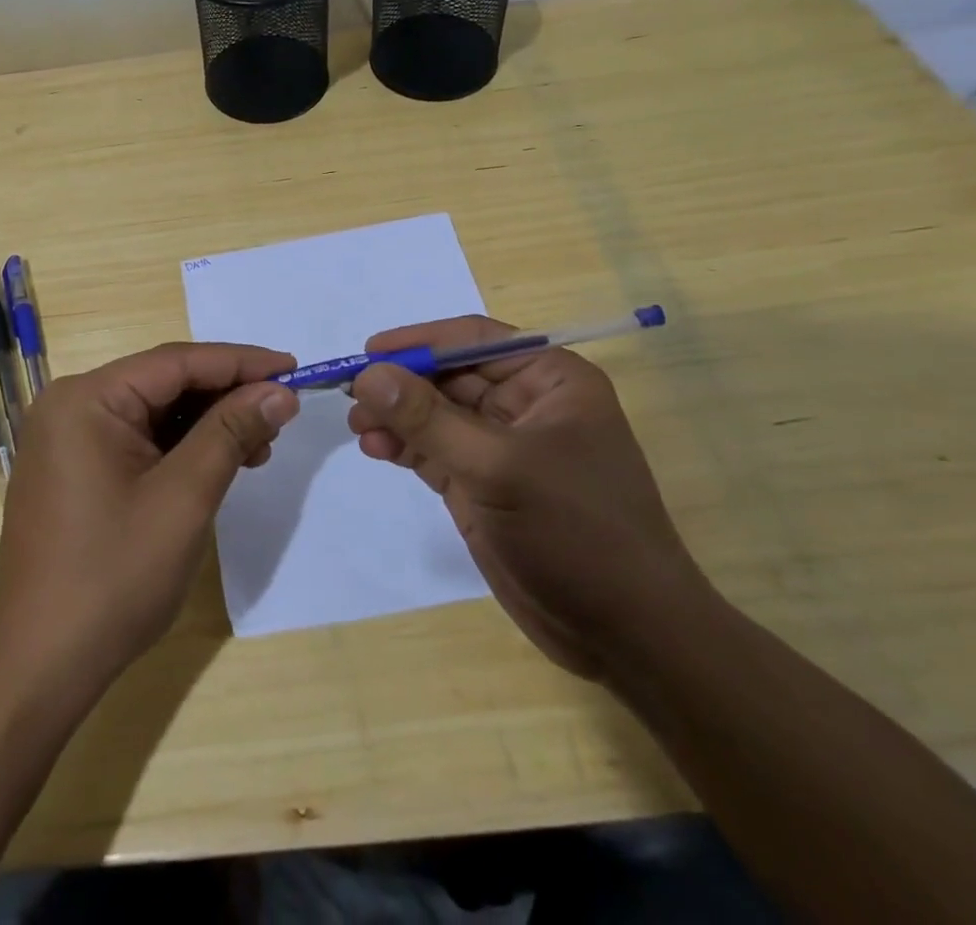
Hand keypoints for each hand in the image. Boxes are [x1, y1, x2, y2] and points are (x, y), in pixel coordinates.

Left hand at [0, 342, 298, 690]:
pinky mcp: (75, 469)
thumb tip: (280, 391)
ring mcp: (69, 439)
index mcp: (86, 398)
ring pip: (155, 412)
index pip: (176, 361)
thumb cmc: (114, 576)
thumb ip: (232, 432)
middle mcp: (72, 405)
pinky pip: (138, 440)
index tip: (293, 368)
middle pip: (164, 383)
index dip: (241, 362)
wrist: (40, 666)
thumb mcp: (184, 498)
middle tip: (281, 414)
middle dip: (226, 397)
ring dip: (208, 424)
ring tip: (258, 448)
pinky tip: (218, 463)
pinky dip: (181, 448)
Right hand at [347, 317, 703, 678]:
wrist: (625, 635)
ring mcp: (503, 447)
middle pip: (449, 376)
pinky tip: (375, 448)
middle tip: (350, 395)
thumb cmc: (575, 532)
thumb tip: (367, 374)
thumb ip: (428, 419)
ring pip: (436, 414)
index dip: (420, 342)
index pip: (474, 340)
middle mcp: (526, 405)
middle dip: (400, 384)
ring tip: (357, 427)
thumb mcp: (498, 467)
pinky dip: (403, 446)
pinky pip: (434, 450)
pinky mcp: (484, 484)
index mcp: (550, 380)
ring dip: (396, 416)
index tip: (367, 352)